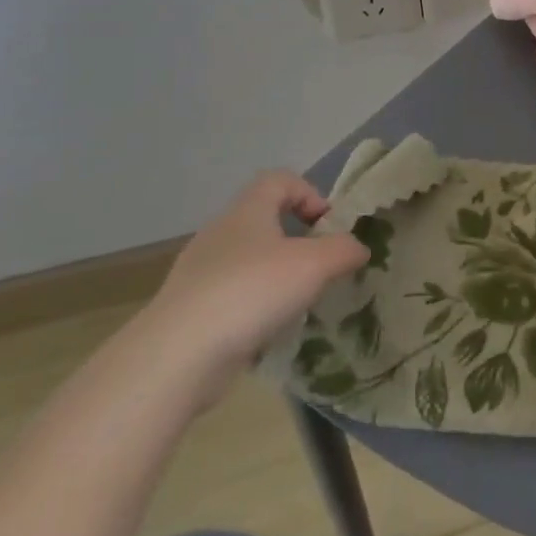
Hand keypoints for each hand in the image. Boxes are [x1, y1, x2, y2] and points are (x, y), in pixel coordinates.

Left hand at [132, 171, 367, 409]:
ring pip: (248, 261)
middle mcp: (220, 234)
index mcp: (247, 211)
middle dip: (297, 240)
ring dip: (277, 276)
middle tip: (320, 267)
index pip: (279, 180)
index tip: (328, 227)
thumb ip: (344, 250)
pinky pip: (232, 296)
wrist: (177, 356)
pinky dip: (254, 307)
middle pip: (264, 220)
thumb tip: (358, 248)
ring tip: (298, 303)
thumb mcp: (315, 264)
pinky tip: (267, 330)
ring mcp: (199, 273)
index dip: (309, 194)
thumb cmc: (252, 291)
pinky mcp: (190, 310)